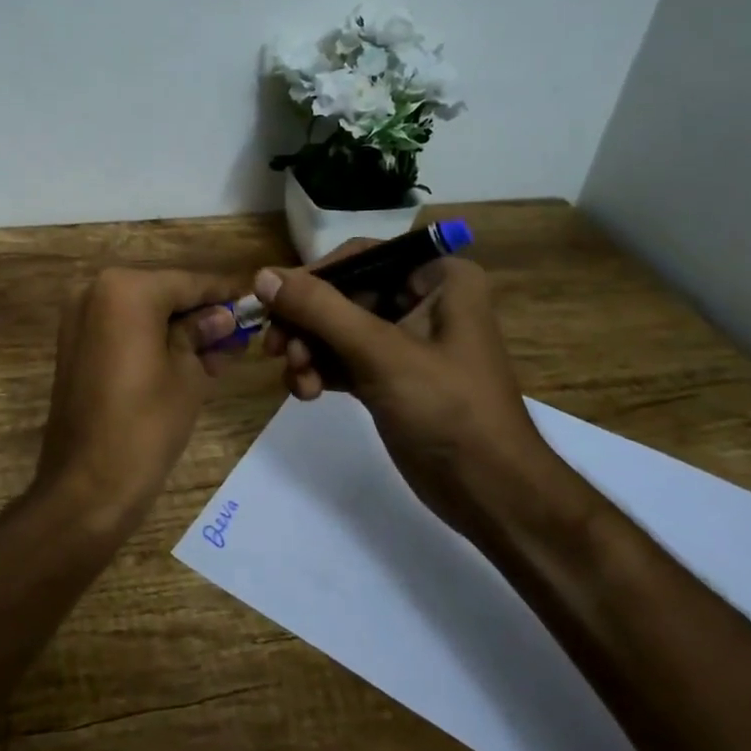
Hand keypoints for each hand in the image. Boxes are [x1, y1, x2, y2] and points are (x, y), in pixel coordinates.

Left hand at [35, 267, 243, 534]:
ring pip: (142, 312)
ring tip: (218, 354)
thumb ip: (204, 334)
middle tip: (239, 335)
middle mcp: (95, 291)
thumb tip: (223, 316)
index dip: (224, 294)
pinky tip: (184, 360)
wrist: (87, 484)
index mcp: (126, 290)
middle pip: (163, 293)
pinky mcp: (73, 345)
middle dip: (200, 314)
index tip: (254, 301)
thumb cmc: (146, 424)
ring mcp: (79, 318)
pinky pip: (122, 330)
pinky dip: (150, 339)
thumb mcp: (188, 374)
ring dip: (177, 328)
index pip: (189, 283)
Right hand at [255, 244, 553, 532]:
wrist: (488, 493)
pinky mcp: (390, 375)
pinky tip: (306, 392)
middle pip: (341, 294)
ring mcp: (404, 340)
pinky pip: (341, 358)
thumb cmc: (447, 409)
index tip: (273, 303)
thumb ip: (319, 310)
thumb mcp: (380, 353)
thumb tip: (262, 276)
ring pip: (335, 329)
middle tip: (275, 350)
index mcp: (438, 278)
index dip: (312, 277)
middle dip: (306, 324)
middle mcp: (422, 300)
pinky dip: (319, 370)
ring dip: (307, 350)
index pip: (359, 257)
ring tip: (298, 380)